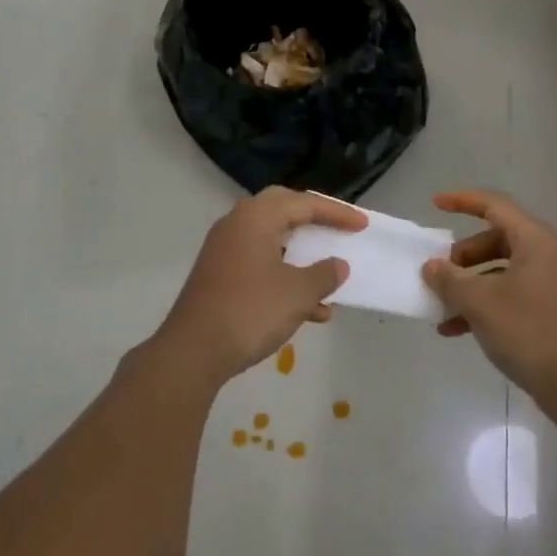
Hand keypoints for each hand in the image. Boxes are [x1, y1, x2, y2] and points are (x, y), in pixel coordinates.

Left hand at [153, 187, 366, 387]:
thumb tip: (337, 266)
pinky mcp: (220, 276)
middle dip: (314, 222)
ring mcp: (225, 251)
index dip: (337, 213)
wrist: (193, 352)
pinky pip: (261, 266)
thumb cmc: (250, 311)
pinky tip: (311, 311)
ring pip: (273, 242)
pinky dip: (286, 279)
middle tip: (339, 230)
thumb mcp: (297, 293)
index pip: (304, 203)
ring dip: (302, 257)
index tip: (362, 224)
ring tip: (331, 278)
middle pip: (284, 211)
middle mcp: (237, 225)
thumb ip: (323, 275)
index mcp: (256, 217)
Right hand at [423, 190, 556, 406]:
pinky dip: (485, 304)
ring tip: (442, 308)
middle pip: (497, 239)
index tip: (434, 204)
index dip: (463, 201)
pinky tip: (457, 330)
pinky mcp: (553, 311)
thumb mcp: (480, 302)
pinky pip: (512, 294)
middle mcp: (549, 255)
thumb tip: (432, 267)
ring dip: (469, 285)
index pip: (495, 205)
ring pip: (502, 270)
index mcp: (536, 241)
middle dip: (462, 256)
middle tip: (439, 274)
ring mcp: (554, 284)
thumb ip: (450, 279)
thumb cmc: (528, 332)